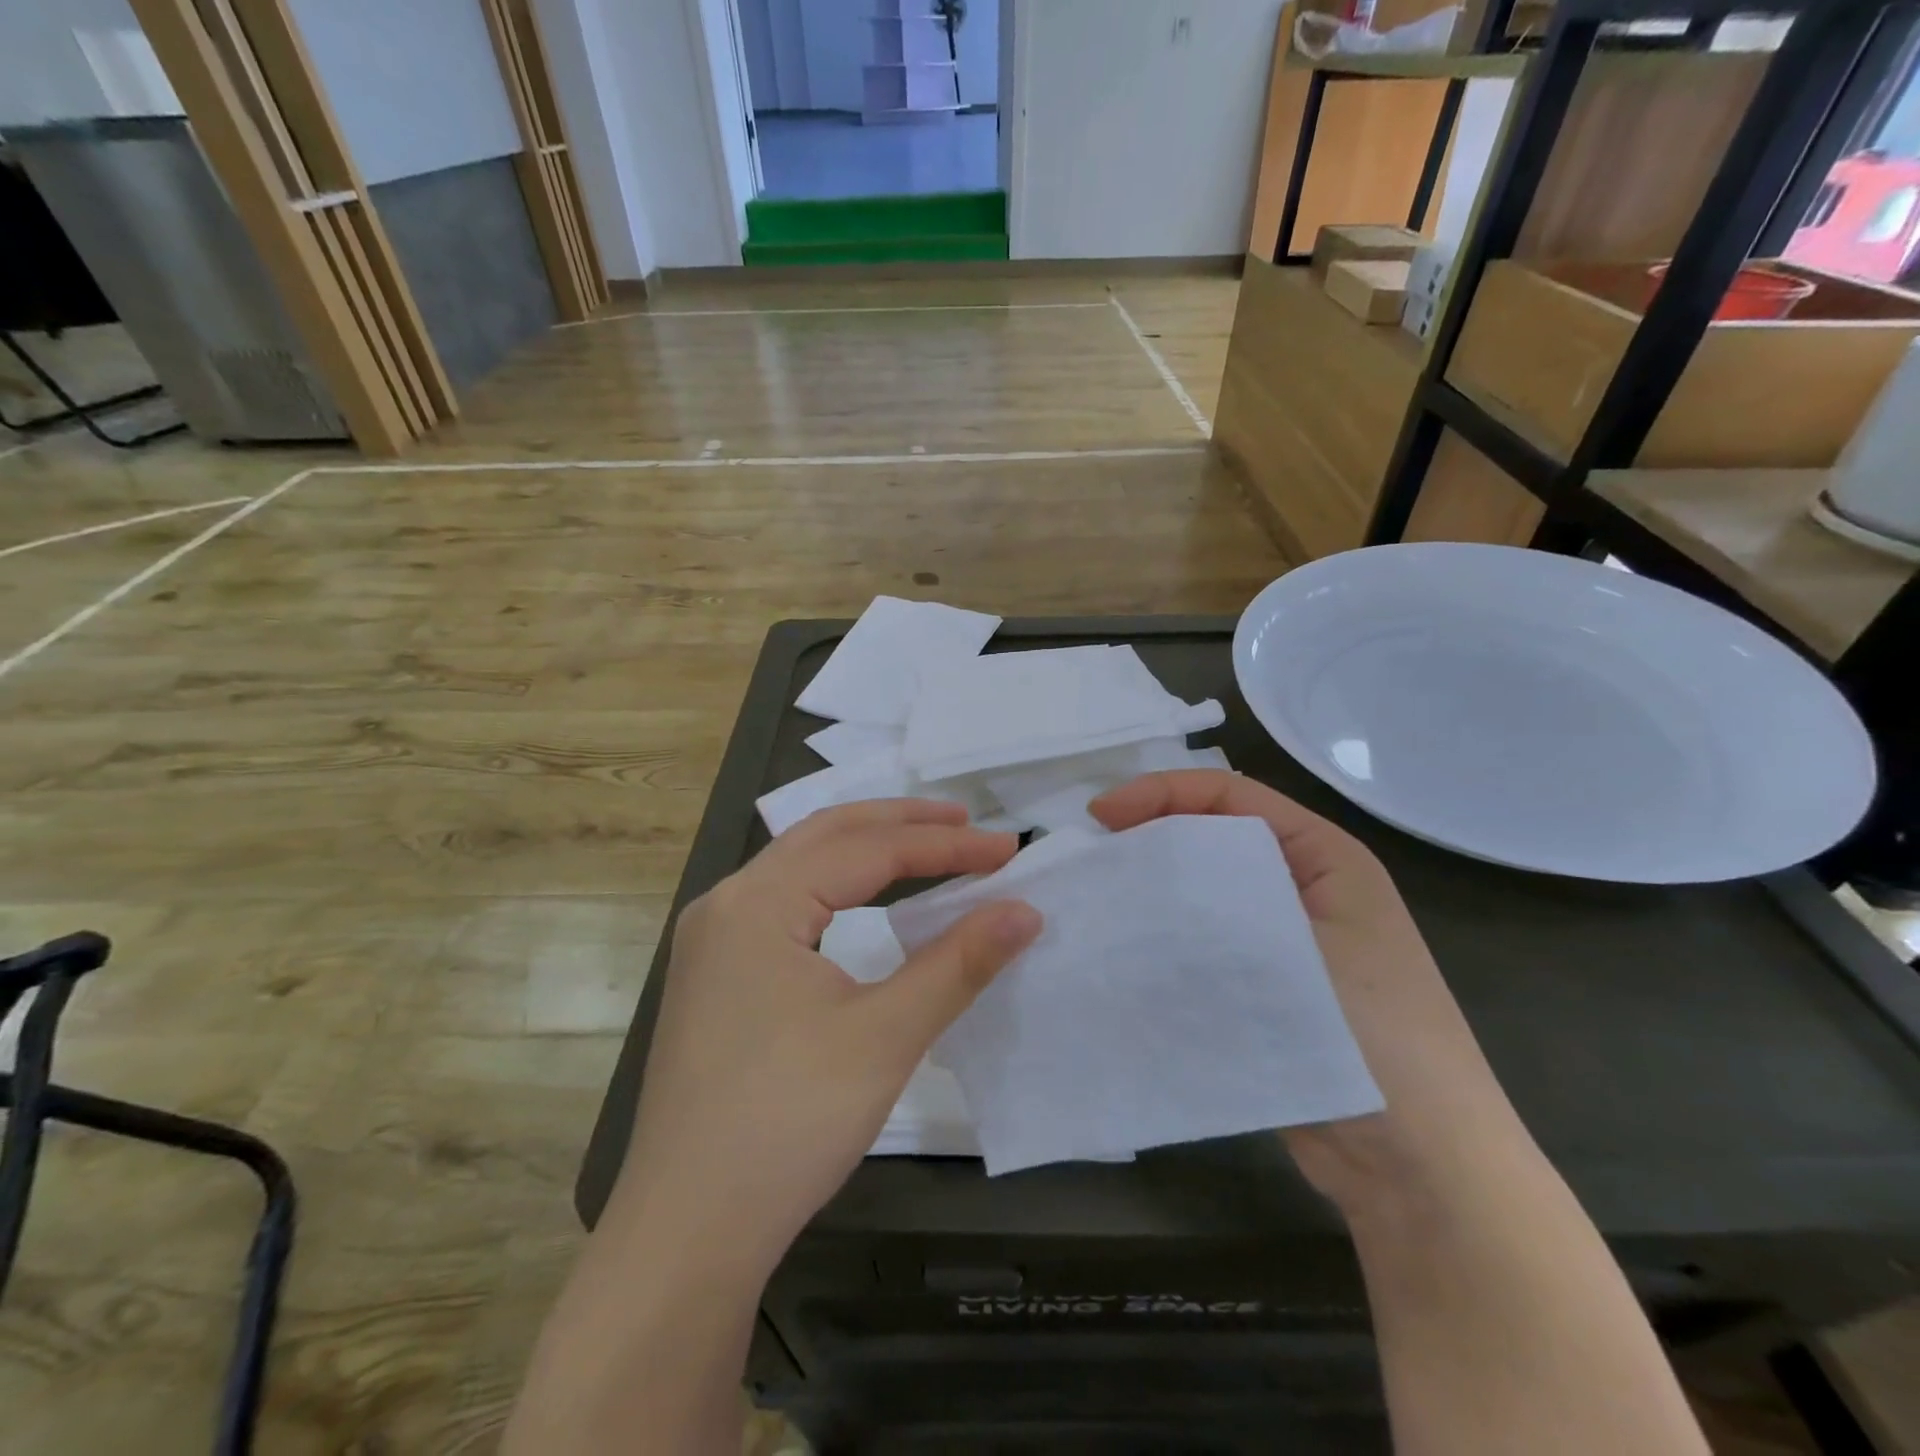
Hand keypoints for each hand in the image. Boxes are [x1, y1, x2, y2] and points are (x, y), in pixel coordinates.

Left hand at [610, 799, 1041, 1278]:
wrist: (687, 1233)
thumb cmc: (787, 1124)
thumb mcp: (885, 1037)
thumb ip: (959, 963)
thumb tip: (1024, 910)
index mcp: (758, 902)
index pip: (868, 850)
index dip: (945, 846)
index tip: (1008, 848)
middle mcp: (726, 903)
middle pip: (826, 835)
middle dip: (900, 822)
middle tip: (967, 822)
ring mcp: (712, 940)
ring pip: (800, 865)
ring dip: (866, 849)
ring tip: (927, 847)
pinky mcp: (715, 975)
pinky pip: (784, 902)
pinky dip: (836, 885)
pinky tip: (865, 900)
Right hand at [1091, 771, 1525, 1215]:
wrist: (1424, 1172)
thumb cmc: (1378, 1043)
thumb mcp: (1296, 952)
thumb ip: (1215, 908)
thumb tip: (1132, 887)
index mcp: (1324, 858)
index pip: (1230, 796)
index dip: (1161, 793)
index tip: (1099, 819)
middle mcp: (1302, 889)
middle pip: (1211, 839)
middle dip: (1148, 838)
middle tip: (1089, 860)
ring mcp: (1283, 941)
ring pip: (1201, 894)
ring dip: (1150, 893)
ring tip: (1096, 904)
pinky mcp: (1262, 988)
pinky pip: (1201, 944)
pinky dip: (1162, 942)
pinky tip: (1122, 955)